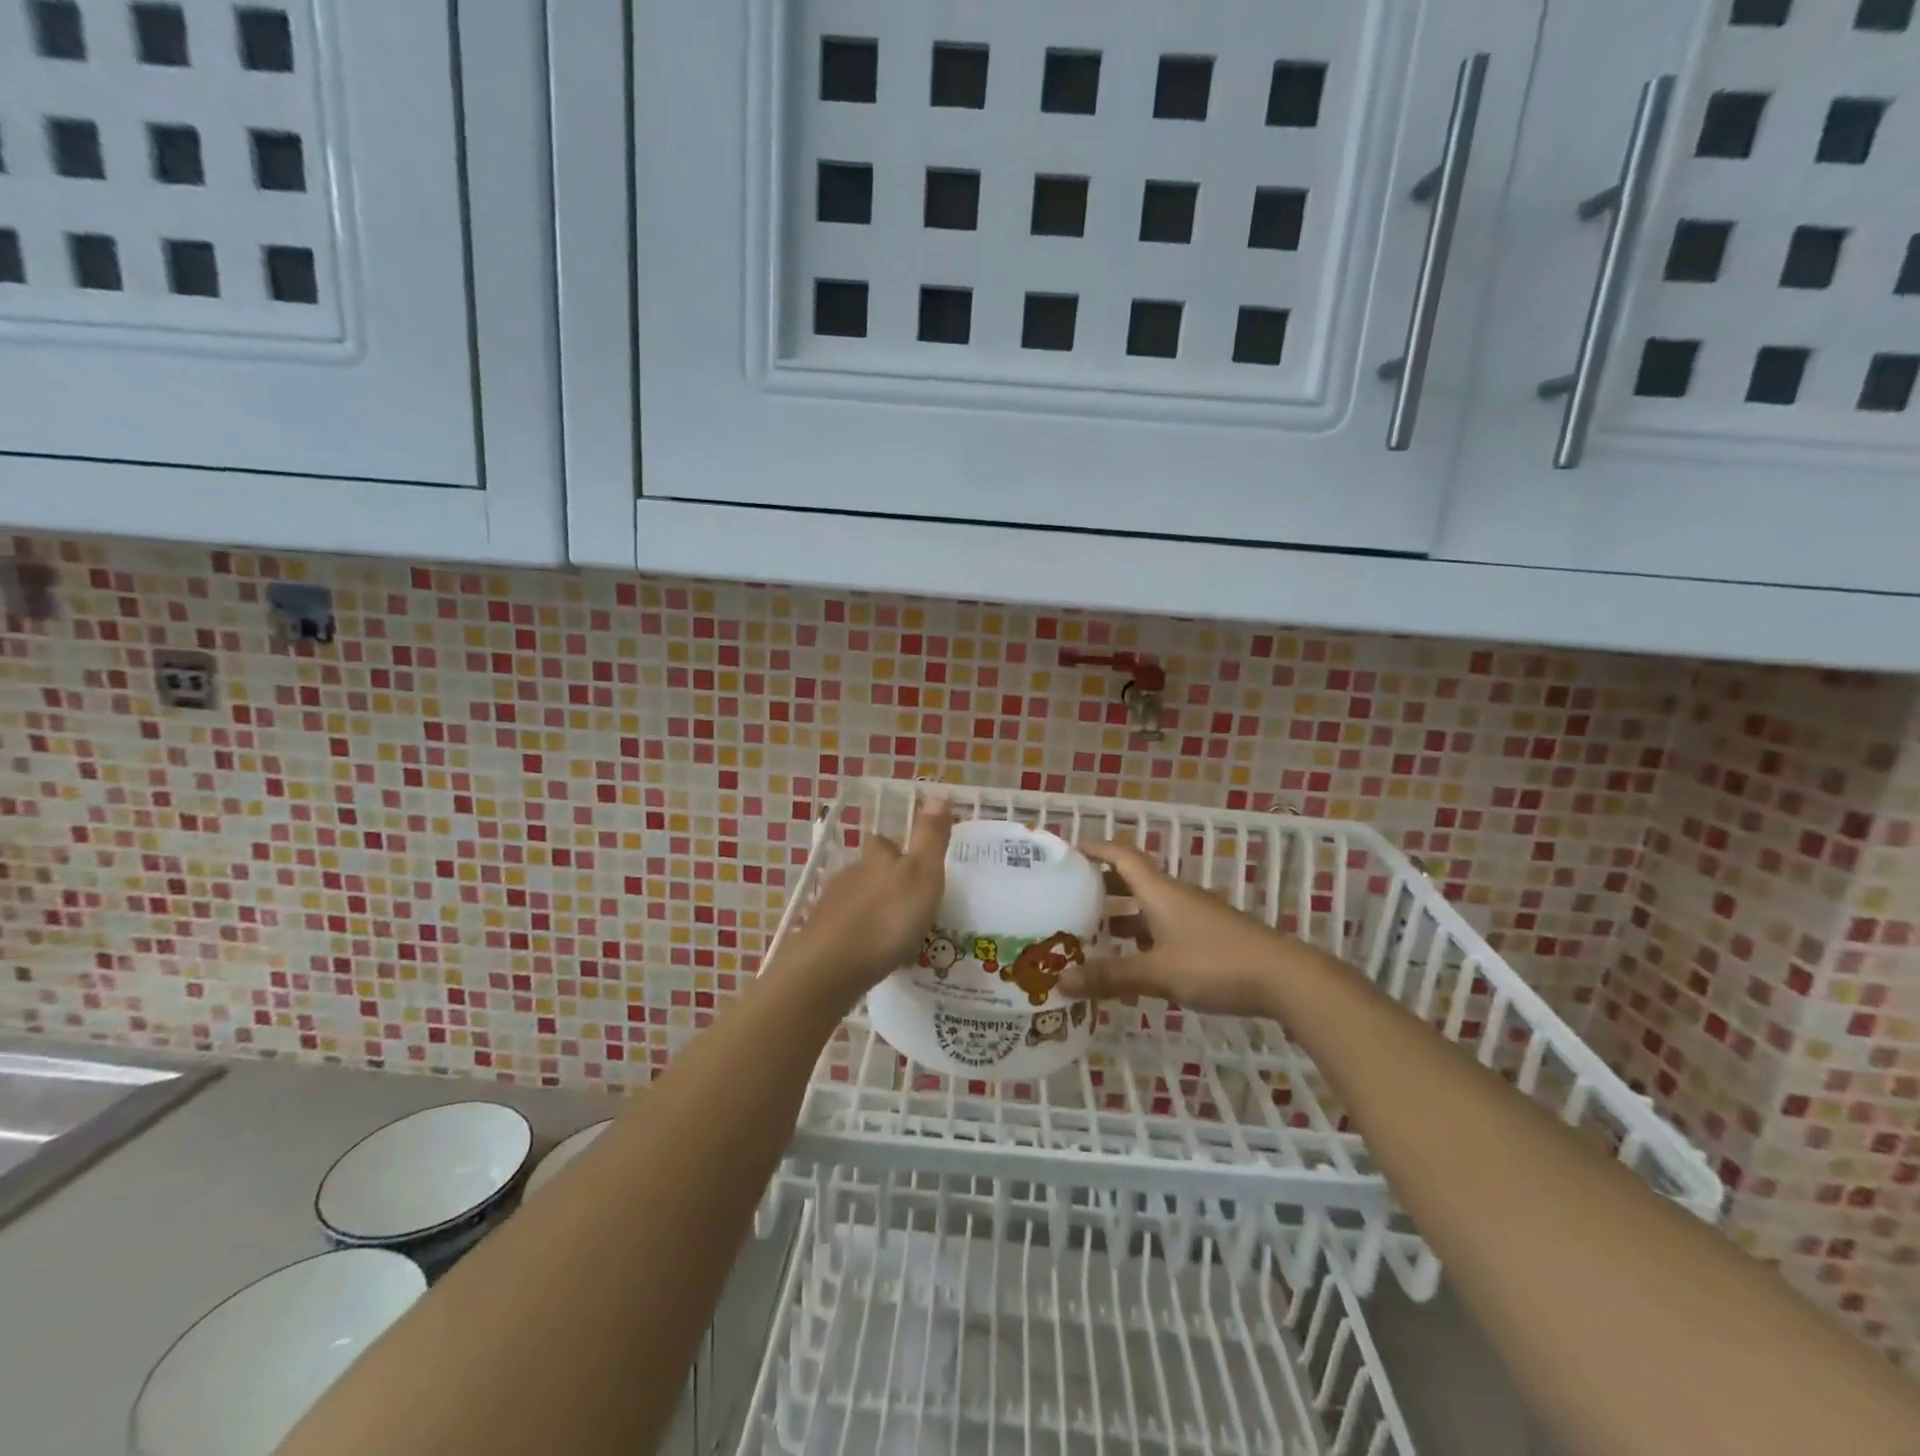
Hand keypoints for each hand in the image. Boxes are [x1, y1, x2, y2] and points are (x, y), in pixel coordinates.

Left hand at [777, 797, 953, 1002]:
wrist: (831, 966)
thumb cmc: (886, 917)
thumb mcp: (922, 874)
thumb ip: (930, 836)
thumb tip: (937, 793)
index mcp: (875, 858)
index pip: (883, 843)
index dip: (896, 849)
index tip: (913, 863)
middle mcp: (849, 875)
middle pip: (867, 871)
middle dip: (884, 882)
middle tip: (908, 903)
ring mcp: (830, 907)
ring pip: (855, 900)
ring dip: (872, 910)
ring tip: (894, 933)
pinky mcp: (819, 938)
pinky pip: (844, 930)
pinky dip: (858, 936)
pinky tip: (870, 953)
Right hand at [1057, 840, 1293, 1016]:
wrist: (1284, 979)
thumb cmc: (1215, 964)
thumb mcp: (1157, 973)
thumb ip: (1111, 977)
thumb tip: (1060, 982)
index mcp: (1160, 891)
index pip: (1121, 856)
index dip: (1095, 849)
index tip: (1068, 852)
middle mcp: (1175, 896)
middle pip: (1133, 881)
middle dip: (1102, 887)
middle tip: (1070, 900)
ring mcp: (1195, 917)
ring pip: (1149, 909)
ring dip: (1122, 918)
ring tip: (1093, 935)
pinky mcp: (1209, 939)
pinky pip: (1165, 930)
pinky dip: (1143, 940)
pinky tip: (1133, 965)